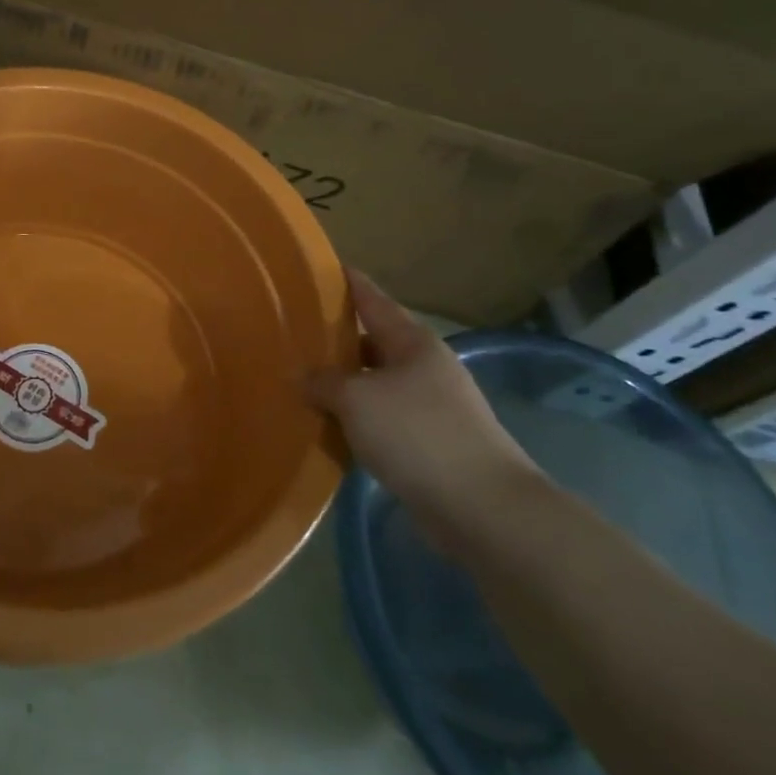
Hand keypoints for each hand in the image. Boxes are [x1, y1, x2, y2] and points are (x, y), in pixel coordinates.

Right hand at [306, 270, 545, 552]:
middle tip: (294, 333)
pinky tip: (329, 425)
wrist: (481, 506)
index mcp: (413, 341)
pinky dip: (357, 418)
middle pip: (373, 341)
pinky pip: (383, 418)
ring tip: (302, 380)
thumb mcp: (357, 400)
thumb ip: (323, 383)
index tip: (318, 268)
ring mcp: (431, 405)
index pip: (372, 298)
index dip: (346, 283)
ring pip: (376, 382)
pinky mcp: (430, 442)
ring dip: (345, 383)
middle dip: (337, 338)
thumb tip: (300, 376)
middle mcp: (425, 366)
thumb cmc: (416, 434)